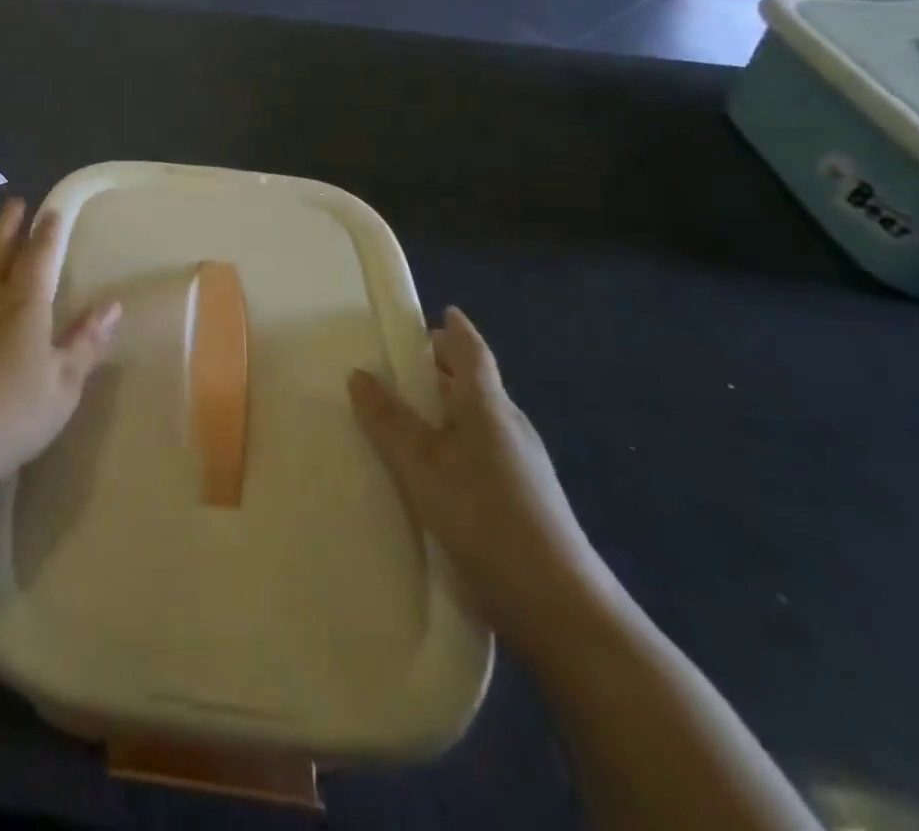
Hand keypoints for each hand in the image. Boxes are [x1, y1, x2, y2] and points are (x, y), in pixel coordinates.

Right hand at [348, 307, 617, 656]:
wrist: (559, 606)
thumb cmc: (485, 517)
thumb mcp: (422, 466)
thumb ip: (389, 420)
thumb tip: (359, 373)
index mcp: (489, 407)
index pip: (472, 353)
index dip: (456, 330)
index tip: (440, 313)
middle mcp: (510, 427)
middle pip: (476, 384)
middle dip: (444, 368)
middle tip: (404, 363)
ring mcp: (523, 465)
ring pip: (479, 419)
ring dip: (447, 407)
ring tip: (407, 412)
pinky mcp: (524, 499)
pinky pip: (482, 450)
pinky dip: (455, 440)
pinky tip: (433, 466)